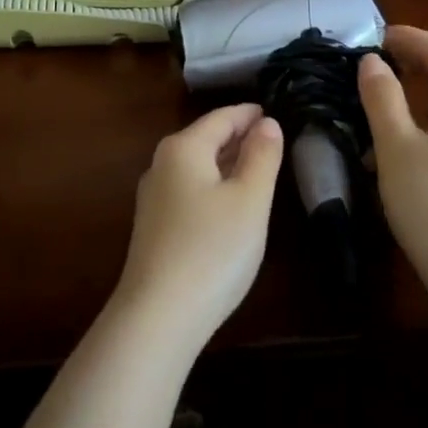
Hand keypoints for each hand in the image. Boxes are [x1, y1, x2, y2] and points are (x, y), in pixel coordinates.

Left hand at [117, 104, 283, 348]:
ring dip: (227, 162)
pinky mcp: (155, 227)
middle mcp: (162, 165)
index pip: (221, 118)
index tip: (274, 112)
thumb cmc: (213, 248)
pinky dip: (214, 185)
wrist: (159, 315)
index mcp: (183, 148)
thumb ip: (262, 156)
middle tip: (272, 138)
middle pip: (205, 139)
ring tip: (257, 165)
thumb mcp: (250, 199)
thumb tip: (267, 123)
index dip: (249, 114)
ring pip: (197, 166)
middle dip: (238, 136)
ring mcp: (154, 198)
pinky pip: (190, 190)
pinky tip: (231, 201)